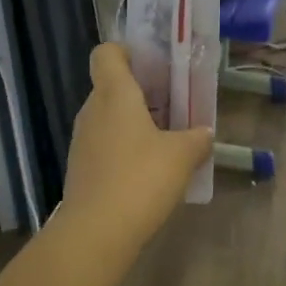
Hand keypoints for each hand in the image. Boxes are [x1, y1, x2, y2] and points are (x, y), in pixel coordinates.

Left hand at [63, 44, 212, 257]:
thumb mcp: (181, 156)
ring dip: (132, 123)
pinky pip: (103, 145)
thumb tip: (205, 132)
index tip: (152, 65)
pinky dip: (122, 149)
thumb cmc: (141, 178)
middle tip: (171, 106)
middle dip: (140, 93)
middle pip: (111, 86)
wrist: (96, 233)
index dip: (126, 52)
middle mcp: (92, 109)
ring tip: (164, 141)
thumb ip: (196, 139)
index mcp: (114, 93)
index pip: (107, 53)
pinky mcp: (79, 168)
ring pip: (107, 117)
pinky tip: (146, 172)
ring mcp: (81, 140)